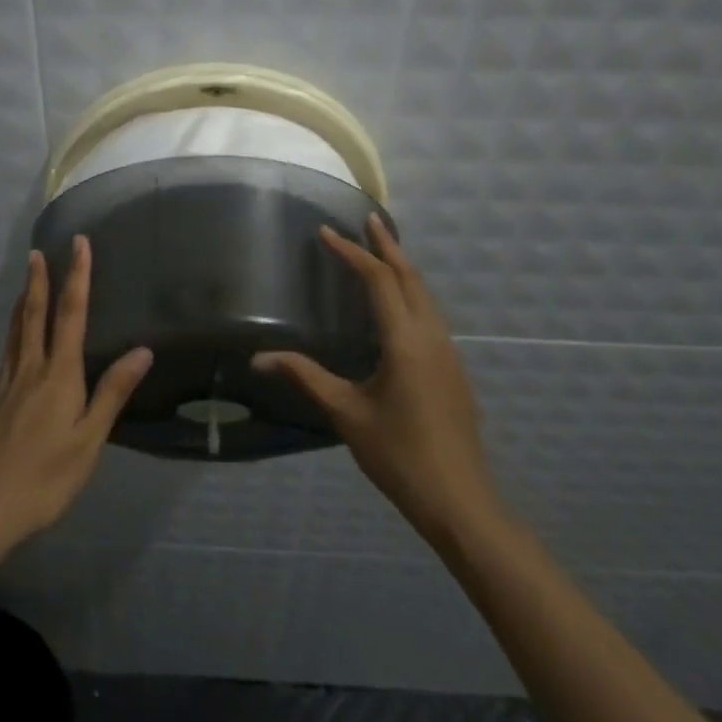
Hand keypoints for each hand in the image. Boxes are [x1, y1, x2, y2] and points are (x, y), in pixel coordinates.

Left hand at [0, 236, 151, 554]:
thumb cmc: (46, 477)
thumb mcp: (90, 440)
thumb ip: (112, 393)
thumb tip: (142, 350)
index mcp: (59, 375)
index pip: (71, 314)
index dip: (77, 276)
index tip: (79, 244)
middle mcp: (31, 369)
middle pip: (35, 314)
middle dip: (40, 280)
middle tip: (38, 251)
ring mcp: (8, 384)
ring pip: (15, 331)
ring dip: (23, 301)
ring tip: (25, 281)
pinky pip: (7, 353)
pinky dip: (13, 332)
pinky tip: (15, 341)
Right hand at [253, 214, 501, 539]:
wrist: (461, 501)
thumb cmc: (399, 455)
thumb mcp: (346, 414)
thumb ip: (306, 377)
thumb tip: (260, 357)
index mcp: (405, 341)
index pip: (378, 280)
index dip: (351, 253)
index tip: (326, 233)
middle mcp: (431, 337)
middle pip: (411, 277)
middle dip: (388, 246)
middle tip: (367, 220)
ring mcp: (448, 353)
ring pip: (426, 295)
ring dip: (402, 268)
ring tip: (380, 251)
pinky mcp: (453, 370)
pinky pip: (430, 314)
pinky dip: (411, 292)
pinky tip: (397, 304)